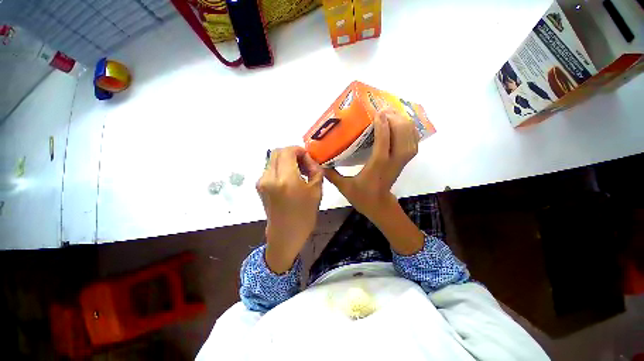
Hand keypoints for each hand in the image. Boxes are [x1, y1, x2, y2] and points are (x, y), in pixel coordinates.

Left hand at [257, 146, 323, 273]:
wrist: (286, 234)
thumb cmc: (304, 215)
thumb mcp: (316, 190)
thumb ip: (315, 169)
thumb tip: (309, 159)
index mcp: (285, 178)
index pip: (288, 151)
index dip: (299, 150)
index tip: (308, 158)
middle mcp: (269, 177)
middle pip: (277, 152)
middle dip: (292, 153)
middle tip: (303, 163)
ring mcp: (262, 181)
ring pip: (273, 159)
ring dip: (286, 160)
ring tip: (298, 172)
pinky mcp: (260, 186)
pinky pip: (270, 168)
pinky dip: (281, 167)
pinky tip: (290, 178)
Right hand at [324, 108, 419, 223]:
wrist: (379, 206)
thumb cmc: (362, 197)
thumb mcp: (344, 186)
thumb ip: (331, 174)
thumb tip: (320, 162)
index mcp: (377, 165)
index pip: (383, 141)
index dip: (382, 125)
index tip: (377, 112)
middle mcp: (393, 161)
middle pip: (401, 135)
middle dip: (395, 119)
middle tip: (384, 109)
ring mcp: (401, 161)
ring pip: (410, 138)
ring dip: (403, 123)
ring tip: (393, 112)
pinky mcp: (403, 162)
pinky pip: (413, 143)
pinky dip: (410, 131)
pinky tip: (402, 124)